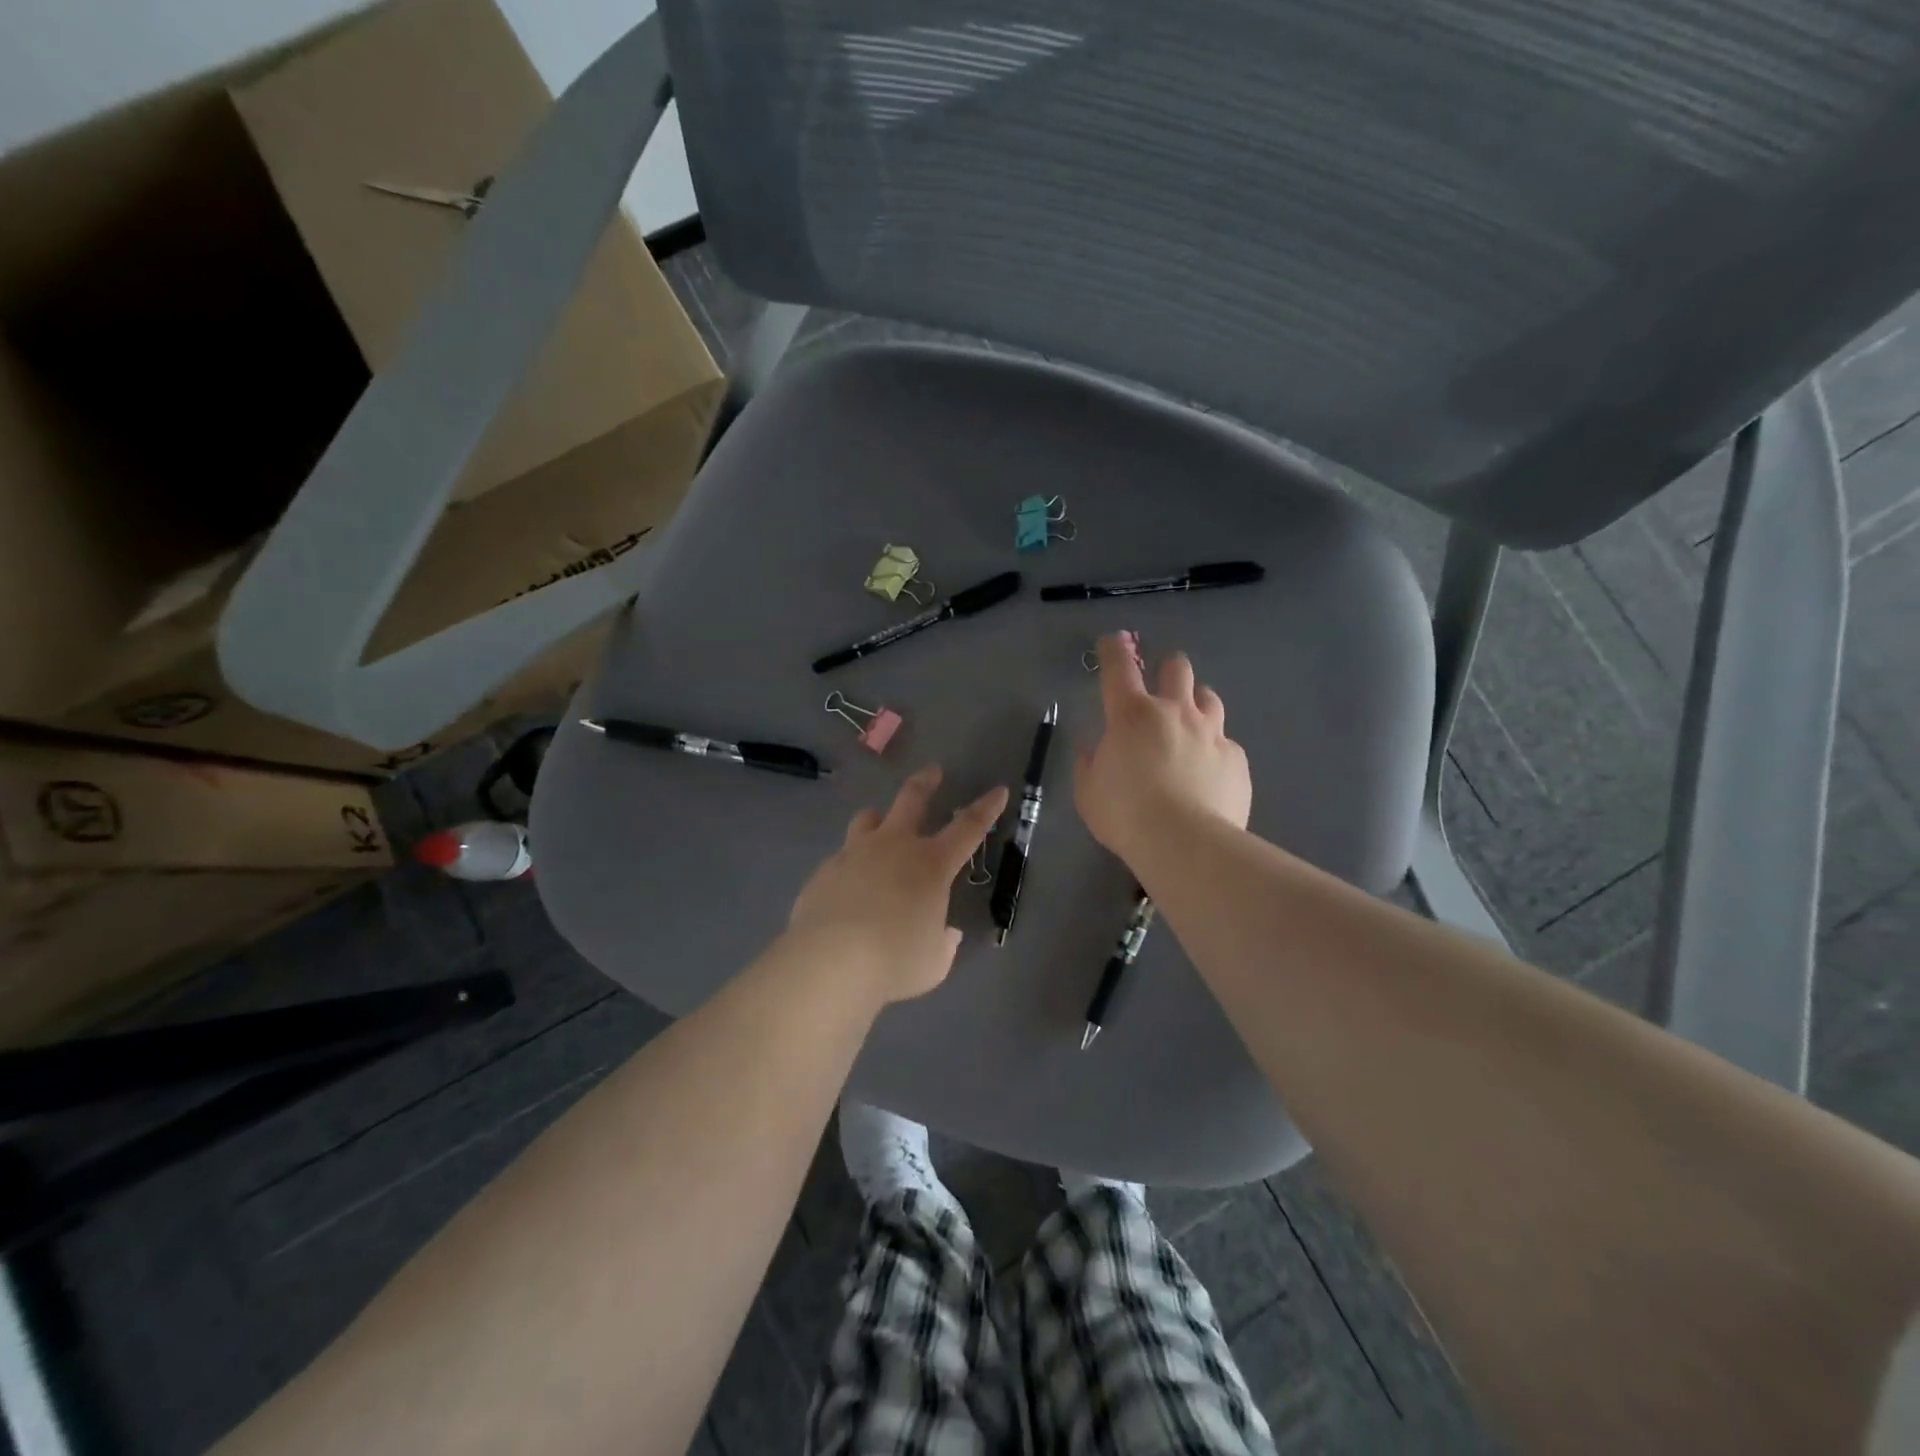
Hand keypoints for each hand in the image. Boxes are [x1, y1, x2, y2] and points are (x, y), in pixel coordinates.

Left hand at [787, 766, 1008, 1004]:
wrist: (829, 961)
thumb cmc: (894, 961)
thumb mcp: (933, 961)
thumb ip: (943, 943)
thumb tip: (947, 933)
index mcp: (931, 864)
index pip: (968, 827)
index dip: (987, 808)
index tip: (998, 791)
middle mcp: (894, 846)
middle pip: (912, 799)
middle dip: (926, 782)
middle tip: (932, 771)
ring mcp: (855, 853)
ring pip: (868, 819)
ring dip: (878, 818)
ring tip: (879, 822)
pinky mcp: (825, 870)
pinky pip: (842, 857)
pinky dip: (851, 864)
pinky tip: (848, 886)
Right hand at [1074, 632, 1251, 865]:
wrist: (1184, 843)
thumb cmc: (1125, 815)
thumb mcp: (1089, 793)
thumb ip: (1090, 765)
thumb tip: (1094, 750)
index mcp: (1131, 715)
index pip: (1119, 667)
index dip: (1114, 649)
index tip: (1113, 642)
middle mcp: (1174, 712)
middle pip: (1177, 668)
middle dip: (1168, 670)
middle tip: (1162, 688)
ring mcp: (1210, 733)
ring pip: (1209, 698)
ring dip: (1197, 704)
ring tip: (1190, 725)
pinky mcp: (1236, 758)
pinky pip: (1226, 743)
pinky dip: (1214, 750)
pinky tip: (1209, 772)